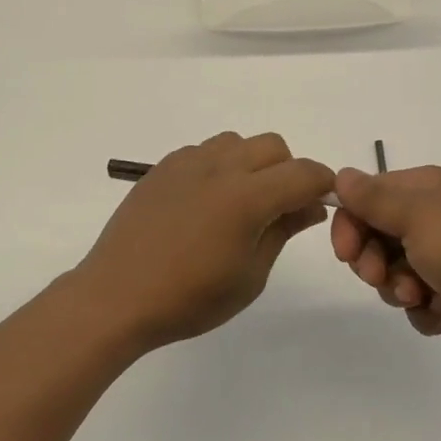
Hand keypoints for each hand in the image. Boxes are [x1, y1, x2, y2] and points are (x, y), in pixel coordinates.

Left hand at [75, 132, 336, 352]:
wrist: (117, 295)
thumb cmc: (189, 298)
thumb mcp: (249, 276)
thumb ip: (283, 231)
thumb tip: (310, 205)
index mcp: (247, 197)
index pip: (303, 173)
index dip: (322, 184)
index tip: (321, 204)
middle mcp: (219, 168)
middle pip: (272, 146)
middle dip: (288, 170)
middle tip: (279, 209)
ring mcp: (187, 163)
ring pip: (237, 142)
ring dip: (251, 163)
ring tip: (238, 203)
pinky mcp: (162, 167)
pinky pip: (204, 151)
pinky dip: (218, 166)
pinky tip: (204, 202)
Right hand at [330, 165, 440, 368]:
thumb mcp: (416, 216)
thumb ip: (373, 198)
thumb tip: (340, 174)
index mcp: (425, 190)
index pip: (367, 198)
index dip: (350, 225)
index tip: (347, 253)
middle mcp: (433, 218)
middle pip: (376, 238)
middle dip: (373, 263)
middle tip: (381, 278)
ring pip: (393, 274)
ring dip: (399, 290)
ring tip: (421, 297)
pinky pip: (418, 302)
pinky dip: (425, 311)